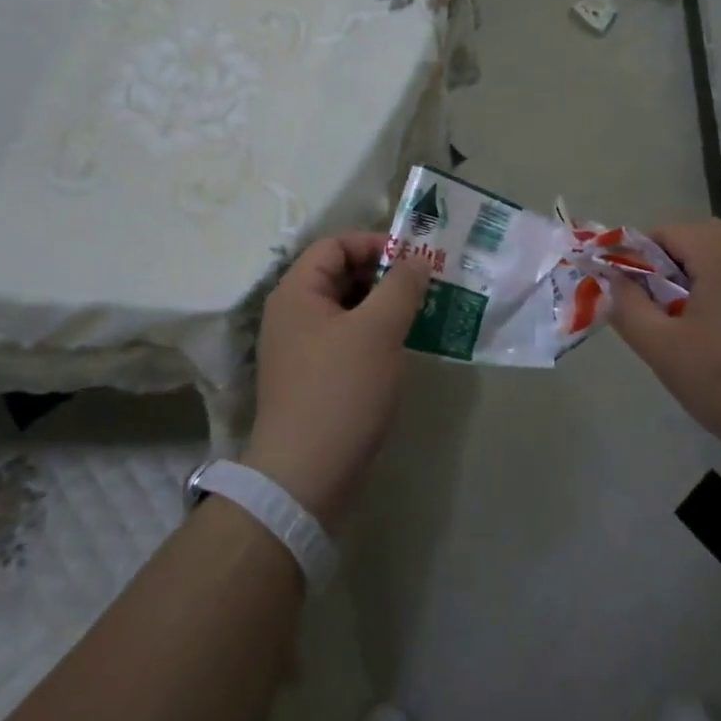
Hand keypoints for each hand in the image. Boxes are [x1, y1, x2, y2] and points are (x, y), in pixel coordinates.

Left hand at [244, 233, 431, 527]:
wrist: (307, 477)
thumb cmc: (341, 391)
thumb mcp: (378, 330)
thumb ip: (401, 286)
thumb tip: (417, 259)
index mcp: (297, 293)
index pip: (334, 245)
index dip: (374, 243)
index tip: (414, 259)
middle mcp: (293, 314)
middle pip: (341, 275)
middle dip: (385, 275)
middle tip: (426, 285)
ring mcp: (303, 349)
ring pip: (349, 310)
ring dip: (385, 306)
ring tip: (423, 313)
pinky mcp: (316, 378)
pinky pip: (349, 340)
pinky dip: (376, 335)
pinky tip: (404, 347)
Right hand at [605, 219, 720, 450]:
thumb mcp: (662, 348)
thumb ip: (628, 308)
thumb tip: (613, 280)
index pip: (666, 231)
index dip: (638, 257)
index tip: (630, 295)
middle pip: (696, 239)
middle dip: (667, 267)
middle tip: (655, 309)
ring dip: (694, 280)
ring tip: (683, 327)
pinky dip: (720, 294)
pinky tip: (718, 340)